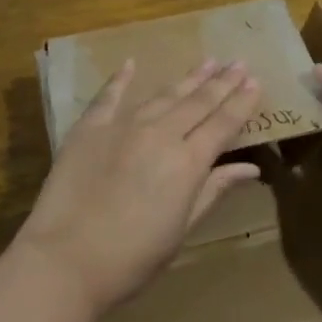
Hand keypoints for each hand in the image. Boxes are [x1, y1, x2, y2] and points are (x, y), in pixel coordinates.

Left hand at [16, 59, 261, 316]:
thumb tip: (250, 169)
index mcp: (188, 162)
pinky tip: (131, 63)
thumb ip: (213, 191)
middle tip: (238, 62)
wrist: (65, 260)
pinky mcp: (89, 129)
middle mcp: (160, 134)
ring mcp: (123, 126)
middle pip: (198, 102)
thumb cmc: (132, 258)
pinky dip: (121, 79)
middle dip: (221, 82)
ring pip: (163, 95)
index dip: (241, 103)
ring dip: (187, 79)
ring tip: (207, 62)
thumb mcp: (182, 229)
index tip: (255, 82)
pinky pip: (109, 97)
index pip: (223, 124)